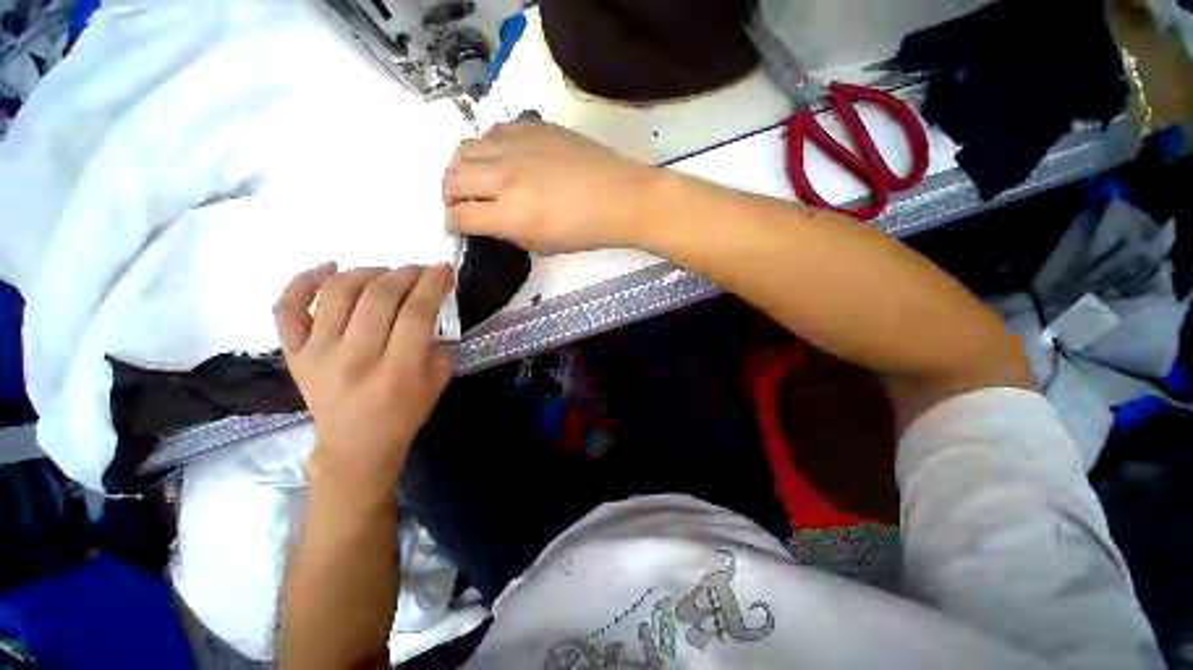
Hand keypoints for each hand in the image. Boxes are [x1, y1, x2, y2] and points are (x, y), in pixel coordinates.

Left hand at [273, 263, 454, 500]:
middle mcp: (355, 358)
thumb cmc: (404, 414)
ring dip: (366, 272)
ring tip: (383, 273)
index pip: (417, 313)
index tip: (444, 268)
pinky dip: (303, 281)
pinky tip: (327, 268)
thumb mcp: (438, 382)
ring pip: (337, 292)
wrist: (355, 446)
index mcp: (398, 370)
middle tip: (418, 270)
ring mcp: (317, 354)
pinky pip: (287, 308)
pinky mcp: (293, 354)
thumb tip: (432, 306)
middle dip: (405, 273)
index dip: (433, 284)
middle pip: (379, 297)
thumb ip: (439, 344)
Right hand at [443, 121, 662, 253]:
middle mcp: (505, 176)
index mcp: (510, 214)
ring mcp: (517, 146)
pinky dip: (485, 148)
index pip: (461, 216)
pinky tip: (497, 159)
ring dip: (460, 168)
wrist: (618, 198)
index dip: (451, 224)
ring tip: (471, 179)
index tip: (455, 226)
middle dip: (447, 195)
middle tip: (458, 204)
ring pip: (466, 148)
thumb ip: (508, 232)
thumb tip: (490, 220)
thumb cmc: (584, 231)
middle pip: (453, 178)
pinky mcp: (531, 127)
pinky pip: (493, 132)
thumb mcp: (541, 245)